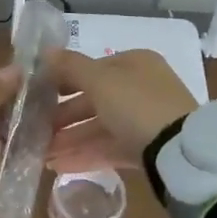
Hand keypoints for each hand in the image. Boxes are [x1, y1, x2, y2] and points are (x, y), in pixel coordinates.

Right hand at [44, 49, 196, 172]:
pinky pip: (109, 148)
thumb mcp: (100, 81)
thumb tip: (45, 51)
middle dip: (63, 117)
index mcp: (134, 64)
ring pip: (100, 127)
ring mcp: (145, 120)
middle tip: (36, 130)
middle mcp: (140, 88)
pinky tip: (58, 166)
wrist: (180, 152)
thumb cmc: (137, 104)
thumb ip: (70, 66)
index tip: (36, 96)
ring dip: (70, 139)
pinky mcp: (146, 149)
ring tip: (42, 154)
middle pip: (94, 100)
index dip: (62, 81)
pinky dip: (85, 155)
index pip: (91, 69)